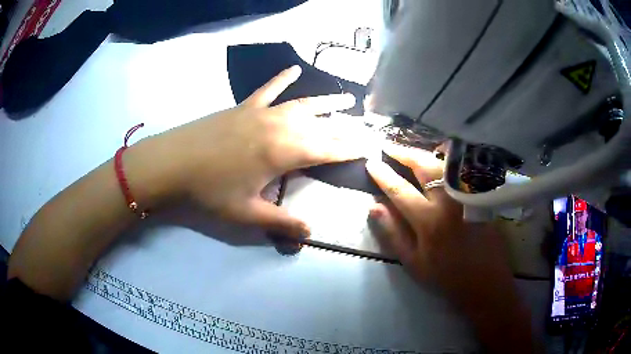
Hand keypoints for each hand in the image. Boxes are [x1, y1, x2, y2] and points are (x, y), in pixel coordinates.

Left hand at [141, 66, 363, 236]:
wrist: (172, 163)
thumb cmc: (209, 191)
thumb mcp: (245, 214)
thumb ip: (281, 223)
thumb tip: (310, 234)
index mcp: (283, 153)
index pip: (327, 150)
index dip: (349, 149)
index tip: (369, 146)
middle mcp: (279, 127)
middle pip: (320, 125)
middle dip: (346, 127)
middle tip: (366, 126)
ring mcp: (262, 112)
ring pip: (302, 104)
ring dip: (326, 102)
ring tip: (347, 100)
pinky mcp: (244, 106)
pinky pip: (269, 88)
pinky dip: (282, 78)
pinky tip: (294, 68)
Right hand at [365, 144, 534, 351]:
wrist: (485, 281)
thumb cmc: (446, 276)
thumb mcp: (414, 262)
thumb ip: (393, 233)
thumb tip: (374, 207)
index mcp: (429, 222)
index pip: (400, 190)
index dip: (383, 175)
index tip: (371, 162)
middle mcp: (448, 202)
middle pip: (424, 167)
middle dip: (404, 153)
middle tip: (389, 147)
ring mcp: (467, 196)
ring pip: (443, 163)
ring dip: (424, 153)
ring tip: (410, 150)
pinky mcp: (479, 196)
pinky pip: (460, 170)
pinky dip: (445, 160)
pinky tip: (437, 159)